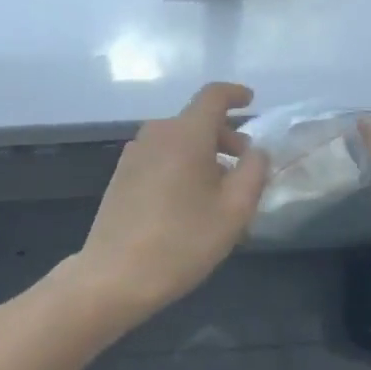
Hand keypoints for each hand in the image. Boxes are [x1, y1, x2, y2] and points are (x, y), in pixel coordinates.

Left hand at [67, 83, 267, 329]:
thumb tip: (256, 151)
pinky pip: (161, 156)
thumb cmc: (181, 241)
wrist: (114, 275)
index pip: (213, 96)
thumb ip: (253, 172)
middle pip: (196, 120)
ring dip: (203, 154)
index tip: (251, 101)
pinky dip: (182, 165)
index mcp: (186, 133)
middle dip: (225, 136)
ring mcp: (135, 153)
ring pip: (178, 140)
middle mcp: (157, 133)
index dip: (235, 94)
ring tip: (220, 191)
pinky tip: (189, 202)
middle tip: (245, 166)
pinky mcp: (122, 174)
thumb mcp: (234, 211)